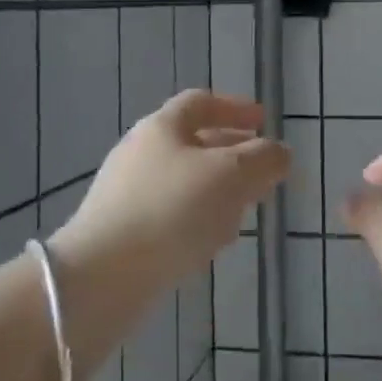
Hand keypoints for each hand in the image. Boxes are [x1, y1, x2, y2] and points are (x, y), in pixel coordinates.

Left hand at [56, 91, 289, 287]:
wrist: (101, 278)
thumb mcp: (231, 175)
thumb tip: (279, 153)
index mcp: (162, 127)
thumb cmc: (172, 210)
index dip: (235, 108)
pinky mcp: (122, 232)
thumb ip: (263, 158)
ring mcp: (127, 194)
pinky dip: (197, 220)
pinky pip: (170, 216)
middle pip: (194, 144)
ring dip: (219, 192)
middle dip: (233, 156)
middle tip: (263, 173)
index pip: (201, 102)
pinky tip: (212, 244)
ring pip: (185, 183)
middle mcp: (141, 153)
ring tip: (245, 211)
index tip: (264, 122)